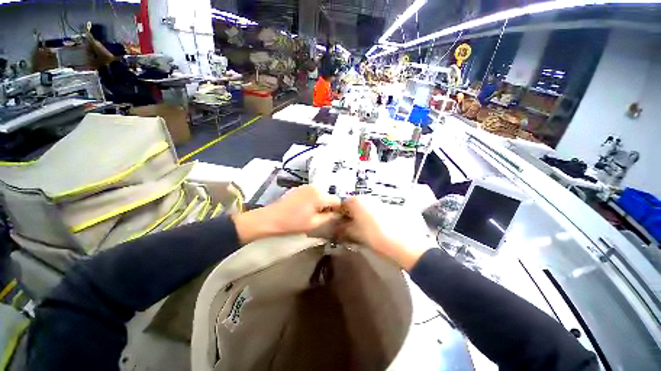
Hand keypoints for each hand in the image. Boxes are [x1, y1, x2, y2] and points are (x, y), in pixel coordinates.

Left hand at [232, 185, 340, 244]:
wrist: (270, 219)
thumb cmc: (293, 223)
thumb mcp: (314, 223)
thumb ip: (330, 217)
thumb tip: (338, 214)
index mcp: (319, 194)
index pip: (337, 200)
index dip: (338, 210)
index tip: (335, 218)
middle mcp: (315, 186)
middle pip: (329, 196)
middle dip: (329, 206)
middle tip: (322, 217)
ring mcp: (306, 186)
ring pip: (321, 194)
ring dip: (321, 203)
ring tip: (313, 214)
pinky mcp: (300, 188)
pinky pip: (313, 193)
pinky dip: (314, 200)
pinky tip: (306, 209)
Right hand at [338, 197, 429, 270]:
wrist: (403, 243)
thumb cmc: (374, 236)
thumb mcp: (355, 234)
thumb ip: (343, 230)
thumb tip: (337, 229)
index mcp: (356, 201)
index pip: (342, 204)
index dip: (338, 215)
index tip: (337, 225)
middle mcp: (367, 197)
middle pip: (353, 205)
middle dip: (349, 215)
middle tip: (347, 228)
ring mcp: (378, 201)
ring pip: (363, 207)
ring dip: (359, 216)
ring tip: (360, 229)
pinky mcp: (388, 207)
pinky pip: (373, 210)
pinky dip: (369, 217)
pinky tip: (372, 228)